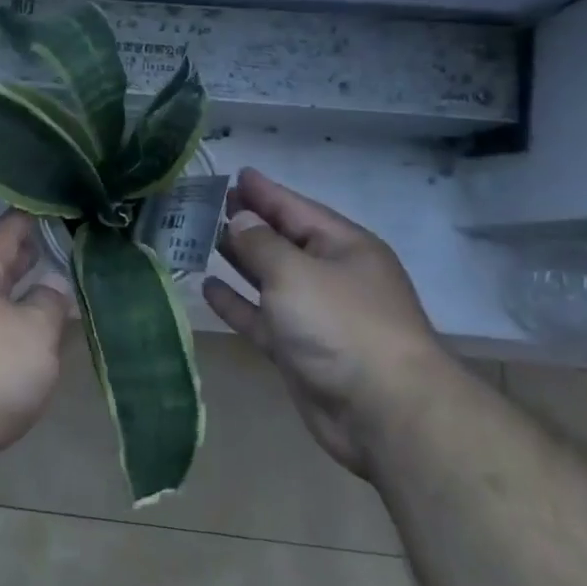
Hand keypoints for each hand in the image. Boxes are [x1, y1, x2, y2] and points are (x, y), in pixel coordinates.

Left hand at [0, 211, 74, 477]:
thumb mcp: (34, 330)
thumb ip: (50, 303)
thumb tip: (54, 284)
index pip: (6, 231)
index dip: (29, 216)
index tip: (51, 202)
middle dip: (26, 256)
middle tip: (60, 243)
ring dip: (22, 298)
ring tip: (56, 295)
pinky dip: (13, 334)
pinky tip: (33, 347)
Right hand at [203, 169, 447, 476]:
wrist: (383, 412)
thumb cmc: (342, 324)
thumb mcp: (295, 272)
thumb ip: (261, 243)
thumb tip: (241, 220)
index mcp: (344, 247)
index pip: (296, 208)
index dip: (265, 191)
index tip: (236, 173)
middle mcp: (332, 276)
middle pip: (283, 241)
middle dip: (249, 223)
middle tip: (209, 204)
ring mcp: (316, 315)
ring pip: (269, 278)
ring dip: (239, 260)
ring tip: (203, 238)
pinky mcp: (299, 350)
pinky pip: (261, 317)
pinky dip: (237, 302)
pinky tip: (208, 287)